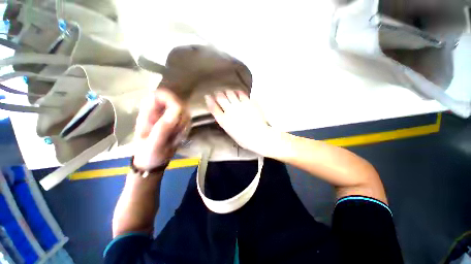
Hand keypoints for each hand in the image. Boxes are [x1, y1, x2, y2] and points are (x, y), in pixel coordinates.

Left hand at [133, 89, 189, 170]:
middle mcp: (160, 111)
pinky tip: (180, 137)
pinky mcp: (177, 122)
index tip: (178, 112)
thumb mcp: (152, 143)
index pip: (160, 95)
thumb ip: (162, 128)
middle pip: (177, 102)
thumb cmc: (148, 154)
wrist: (153, 162)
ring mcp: (170, 117)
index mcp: (148, 113)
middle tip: (177, 131)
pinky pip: (188, 121)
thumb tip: (177, 111)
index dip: (171, 98)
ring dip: (184, 125)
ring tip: (176, 137)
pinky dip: (186, 129)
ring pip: (185, 112)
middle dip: (181, 117)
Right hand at [205, 90, 272, 154]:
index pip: (213, 107)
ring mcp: (239, 105)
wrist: (259, 136)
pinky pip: (241, 93)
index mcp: (224, 121)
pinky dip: (238, 92)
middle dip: (218, 94)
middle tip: (219, 94)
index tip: (208, 96)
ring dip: (227, 92)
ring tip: (229, 93)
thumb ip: (225, 122)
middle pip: (220, 97)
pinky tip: (238, 93)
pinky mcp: (248, 102)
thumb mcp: (230, 132)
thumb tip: (223, 114)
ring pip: (230, 93)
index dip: (209, 101)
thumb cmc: (244, 139)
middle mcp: (230, 111)